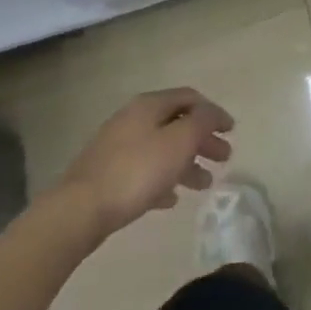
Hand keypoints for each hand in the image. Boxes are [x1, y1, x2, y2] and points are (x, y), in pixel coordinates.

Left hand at [55, 88, 234, 243]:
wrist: (79, 210)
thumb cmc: (137, 171)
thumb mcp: (180, 141)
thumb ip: (203, 122)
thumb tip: (212, 114)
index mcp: (149, 106)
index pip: (190, 98)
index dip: (214, 112)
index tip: (231, 131)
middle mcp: (132, 120)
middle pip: (176, 124)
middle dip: (203, 140)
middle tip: (223, 158)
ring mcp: (116, 148)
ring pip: (161, 150)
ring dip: (186, 163)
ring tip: (203, 184)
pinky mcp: (106, 175)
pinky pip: (143, 172)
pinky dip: (163, 180)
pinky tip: (171, 199)